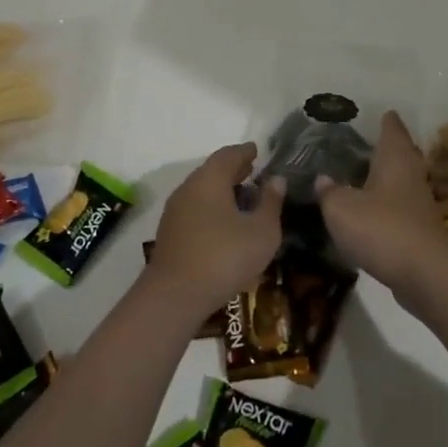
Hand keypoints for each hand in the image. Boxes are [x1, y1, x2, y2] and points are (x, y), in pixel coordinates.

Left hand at [148, 143, 285, 318]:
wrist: (175, 296)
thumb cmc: (225, 257)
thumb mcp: (262, 231)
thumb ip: (271, 202)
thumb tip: (276, 179)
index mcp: (210, 180)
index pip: (228, 155)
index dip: (245, 152)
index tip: (257, 150)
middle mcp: (189, 188)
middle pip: (212, 171)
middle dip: (233, 169)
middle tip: (252, 169)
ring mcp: (175, 211)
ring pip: (202, 190)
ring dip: (222, 189)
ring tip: (242, 195)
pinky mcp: (170, 233)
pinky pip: (195, 208)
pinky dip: (212, 206)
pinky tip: (224, 221)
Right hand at [317, 112, 447, 297]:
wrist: (425, 273)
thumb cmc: (381, 229)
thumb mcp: (341, 209)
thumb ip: (329, 192)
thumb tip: (322, 179)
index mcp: (394, 160)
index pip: (392, 130)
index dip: (387, 121)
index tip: (383, 112)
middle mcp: (411, 176)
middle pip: (404, 154)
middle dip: (392, 147)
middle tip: (374, 141)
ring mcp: (420, 204)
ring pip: (405, 181)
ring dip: (391, 177)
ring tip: (369, 175)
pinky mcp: (421, 230)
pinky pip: (403, 207)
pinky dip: (390, 204)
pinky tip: (375, 212)